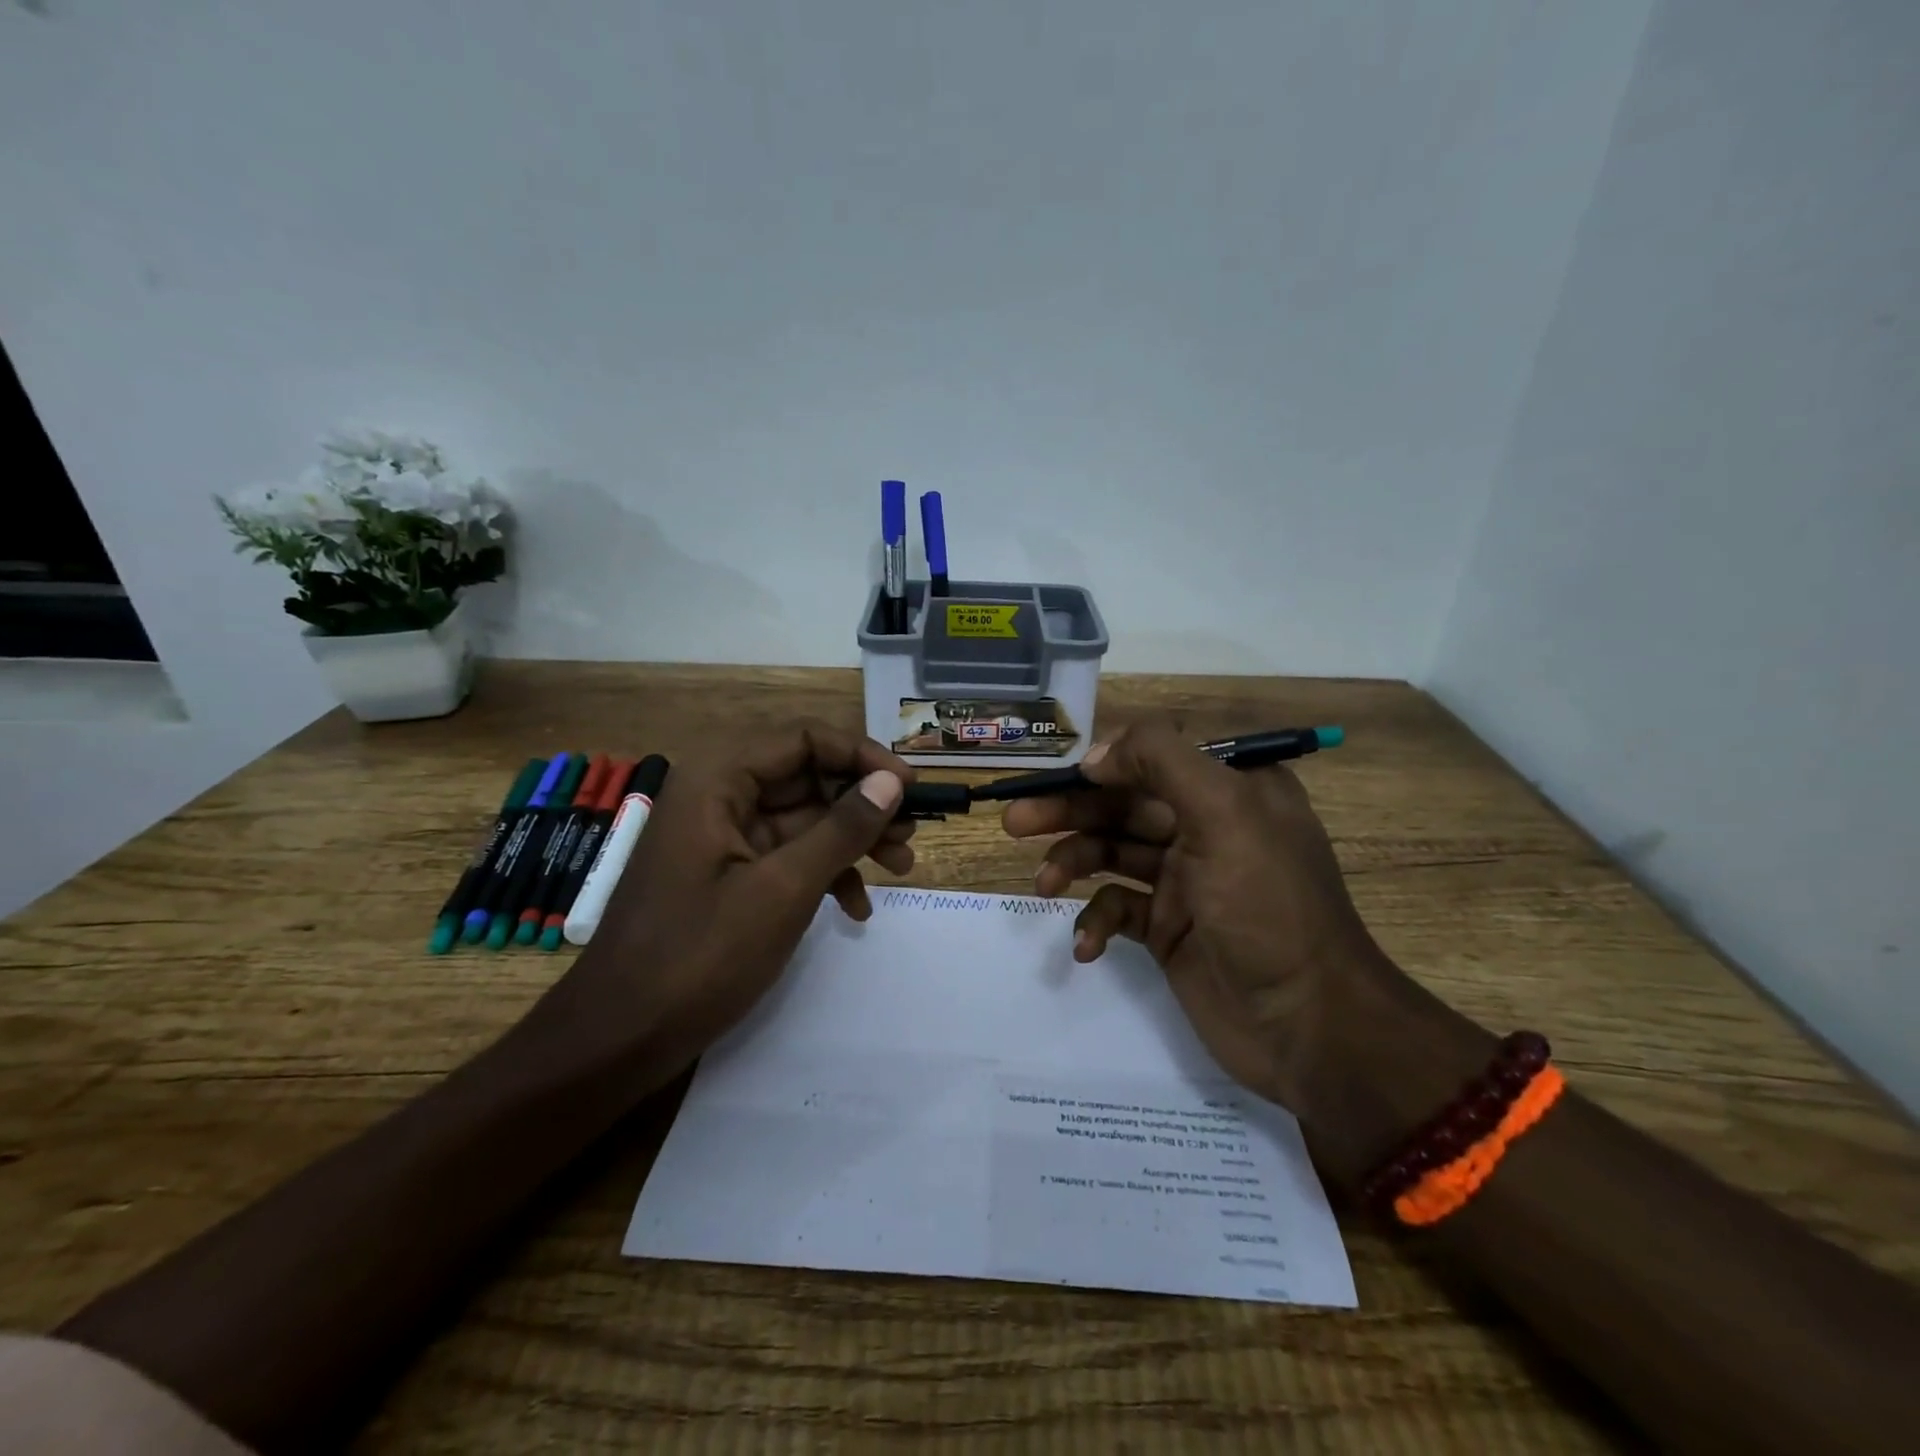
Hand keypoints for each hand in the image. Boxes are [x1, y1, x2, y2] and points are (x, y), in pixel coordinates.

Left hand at [558, 722, 914, 1075]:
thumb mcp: (783, 889)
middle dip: (863, 804)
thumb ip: (841, 829)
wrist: (618, 1040)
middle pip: (806, 776)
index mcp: (719, 780)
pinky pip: (787, 856)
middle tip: (910, 835)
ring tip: (901, 868)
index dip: (862, 755)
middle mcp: (719, 796)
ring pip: (803, 818)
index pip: (805, 738)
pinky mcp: (727, 876)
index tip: (909, 788)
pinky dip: (824, 874)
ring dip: (852, 840)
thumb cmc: (699, 957)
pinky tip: (856, 910)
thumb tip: (892, 782)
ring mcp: (722, 838)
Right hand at [1003, 722, 1423, 1123]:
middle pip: (1122, 805)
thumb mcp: (1225, 812)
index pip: (1152, 758)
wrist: (1309, 1026)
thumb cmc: (1269, 907)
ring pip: (1112, 854)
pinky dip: (1095, 921)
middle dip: (1069, 812)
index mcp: (1230, 790)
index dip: (1102, 764)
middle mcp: (1206, 827)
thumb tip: (1095, 755)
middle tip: (1014, 822)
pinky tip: (1086, 945)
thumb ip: (1161, 761)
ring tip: (1043, 885)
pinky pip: (1117, 909)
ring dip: (1073, 864)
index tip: (1057, 780)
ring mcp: (1185, 881)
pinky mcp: (1168, 929)